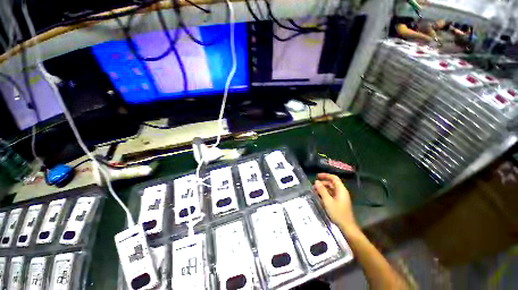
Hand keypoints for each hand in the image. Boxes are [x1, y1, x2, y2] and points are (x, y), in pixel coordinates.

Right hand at [313, 173, 356, 230]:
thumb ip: (322, 190)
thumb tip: (316, 181)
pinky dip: (325, 194)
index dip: (325, 175)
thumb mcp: (328, 201)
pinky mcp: (339, 202)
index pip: (334, 178)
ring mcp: (341, 197)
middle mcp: (342, 192)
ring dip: (323, 189)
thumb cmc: (338, 213)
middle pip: (332, 183)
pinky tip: (319, 197)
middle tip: (313, 186)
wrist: (347, 227)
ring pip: (331, 189)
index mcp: (341, 190)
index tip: (317, 176)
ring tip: (314, 191)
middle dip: (322, 183)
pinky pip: (331, 195)